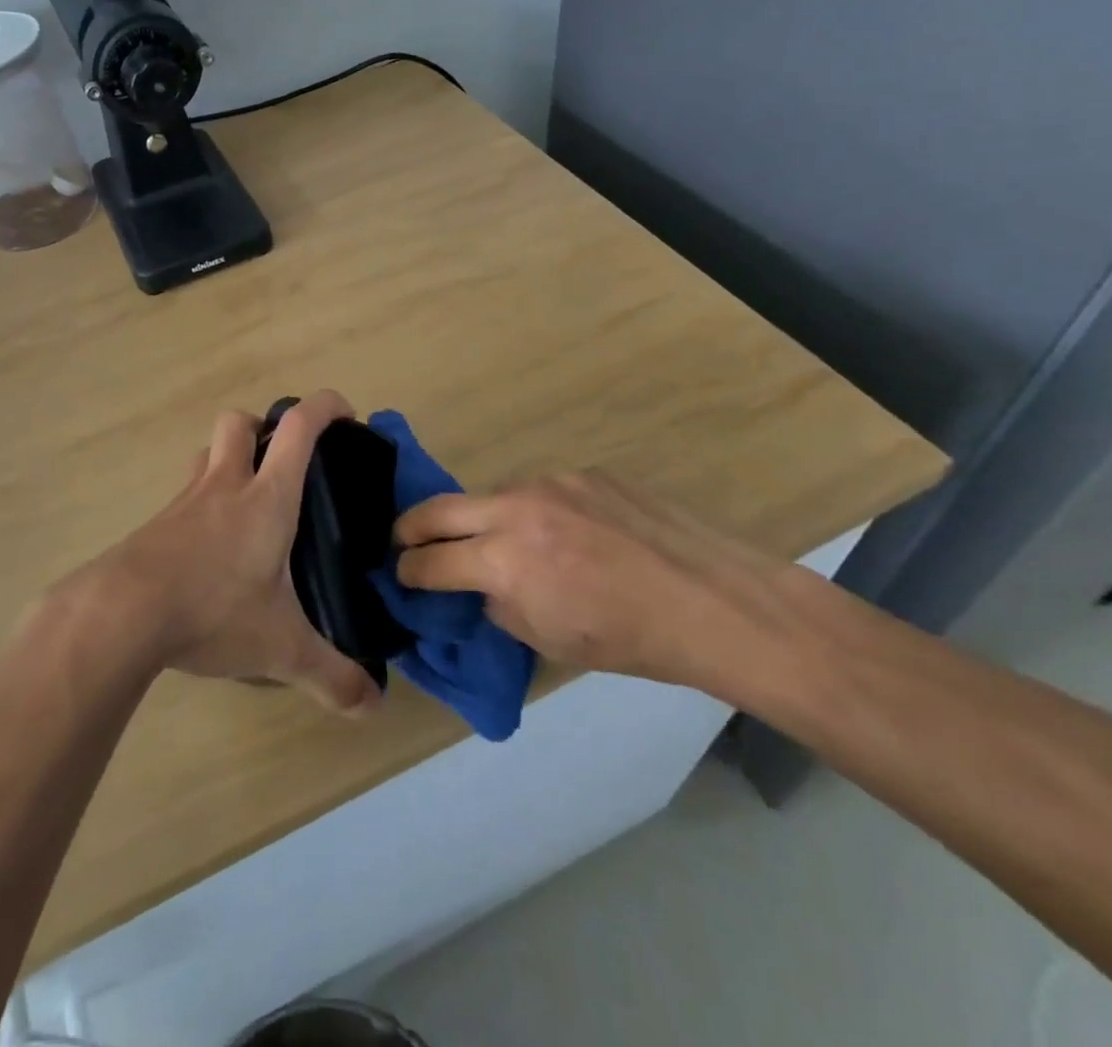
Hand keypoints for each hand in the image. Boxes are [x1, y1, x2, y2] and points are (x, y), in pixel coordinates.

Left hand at [76, 390, 380, 715]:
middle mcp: (225, 485)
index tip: (345, 413)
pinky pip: (185, 495)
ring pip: (208, 454)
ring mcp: (185, 501)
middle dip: (264, 426)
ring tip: (248, 501)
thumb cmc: (212, 611)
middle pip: (240, 422)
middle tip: (284, 462)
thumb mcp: (280, 648)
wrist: (121, 614)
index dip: (324, 406)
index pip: (298, 427)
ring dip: (229, 459)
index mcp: (267, 497)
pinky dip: (203, 503)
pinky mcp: (156, 524)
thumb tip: (372, 705)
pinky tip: (209, 548)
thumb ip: (330, 675)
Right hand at [393, 469, 779, 687]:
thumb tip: (479, 586)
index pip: (431, 561)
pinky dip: (532, 512)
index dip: (409, 571)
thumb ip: (498, 603)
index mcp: (505, 560)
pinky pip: (538, 490)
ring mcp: (550, 482)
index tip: (401, 574)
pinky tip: (563, 533)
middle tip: (404, 541)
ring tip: (501, 543)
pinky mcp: (582, 472)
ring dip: (480, 519)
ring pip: (491, 495)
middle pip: (438, 508)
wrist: (710, 601)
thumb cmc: (628, 639)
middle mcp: (516, 509)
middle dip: (412, 527)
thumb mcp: (547, 639)